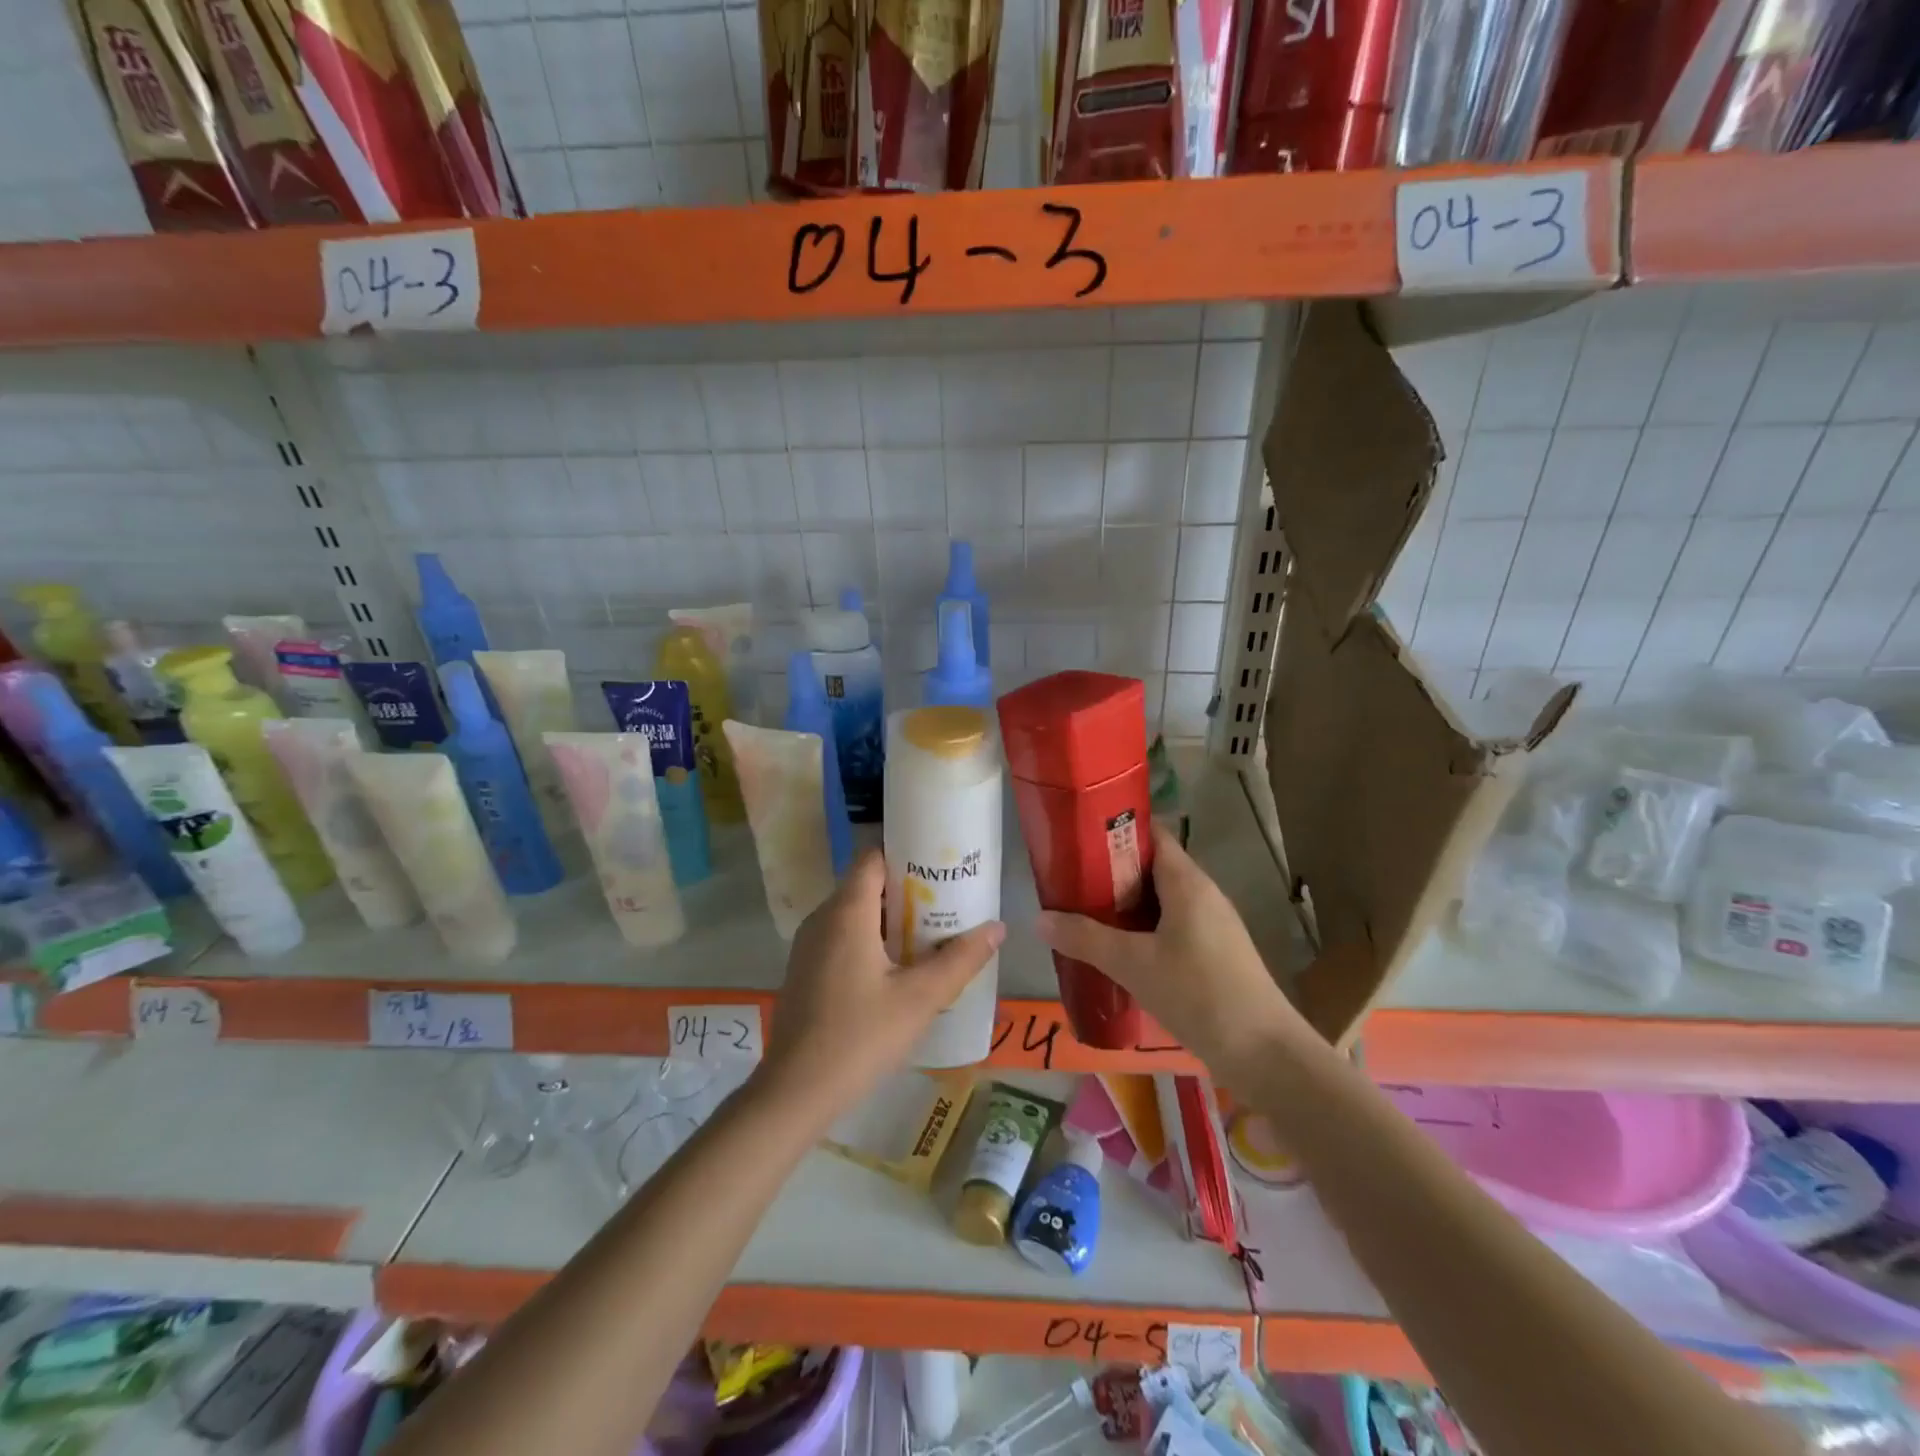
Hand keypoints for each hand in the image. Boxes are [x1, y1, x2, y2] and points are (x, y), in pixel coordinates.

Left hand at [760, 849, 1003, 1120]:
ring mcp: (808, 945)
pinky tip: (897, 968)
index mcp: (846, 912)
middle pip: (867, 885)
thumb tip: (997, 928)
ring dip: (890, 918)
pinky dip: (870, 939)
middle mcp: (822, 918)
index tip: (941, 866)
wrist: (795, 1092)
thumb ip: (961, 960)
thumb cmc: (860, 1037)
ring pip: (855, 913)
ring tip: (931, 934)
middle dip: (908, 890)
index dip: (907, 853)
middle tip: (948, 903)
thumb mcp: (920, 999)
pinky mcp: (805, 970)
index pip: (874, 857)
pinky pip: (842, 937)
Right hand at [1035, 824, 1312, 1088]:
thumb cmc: (1198, 993)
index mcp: (1187, 882)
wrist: (1264, 1053)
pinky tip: (1118, 952)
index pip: (1151, 835)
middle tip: (1070, 882)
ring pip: (1161, 901)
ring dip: (1126, 905)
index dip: (1116, 830)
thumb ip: (1085, 939)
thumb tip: (1039, 918)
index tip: (1078, 838)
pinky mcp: (1214, 953)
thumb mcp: (1133, 964)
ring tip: (1085, 915)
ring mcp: (1212, 925)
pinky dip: (1143, 930)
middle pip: (1152, 868)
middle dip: (1111, 872)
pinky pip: (1171, 926)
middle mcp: (1203, 894)